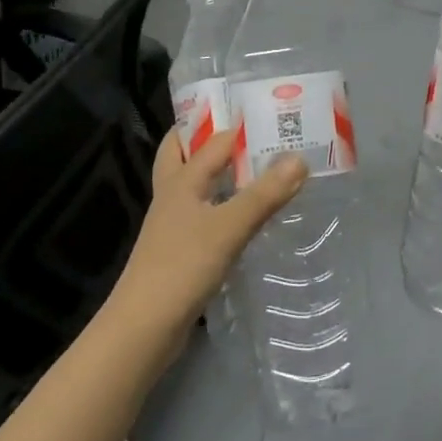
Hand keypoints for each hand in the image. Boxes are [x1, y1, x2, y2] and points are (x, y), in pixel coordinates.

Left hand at [112, 128, 305, 335]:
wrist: (142, 330)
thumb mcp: (229, 227)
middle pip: (182, 154)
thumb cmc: (182, 267)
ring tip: (254, 166)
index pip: (210, 140)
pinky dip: (222, 206)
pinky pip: (203, 216)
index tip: (268, 110)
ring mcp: (173, 226)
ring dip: (217, 172)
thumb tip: (299, 158)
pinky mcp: (180, 252)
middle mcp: (173, 196)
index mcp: (180, 181)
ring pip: (194, 186)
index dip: (236, 123)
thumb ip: (264, 193)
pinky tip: (244, 215)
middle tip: (244, 128)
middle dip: (206, 137)